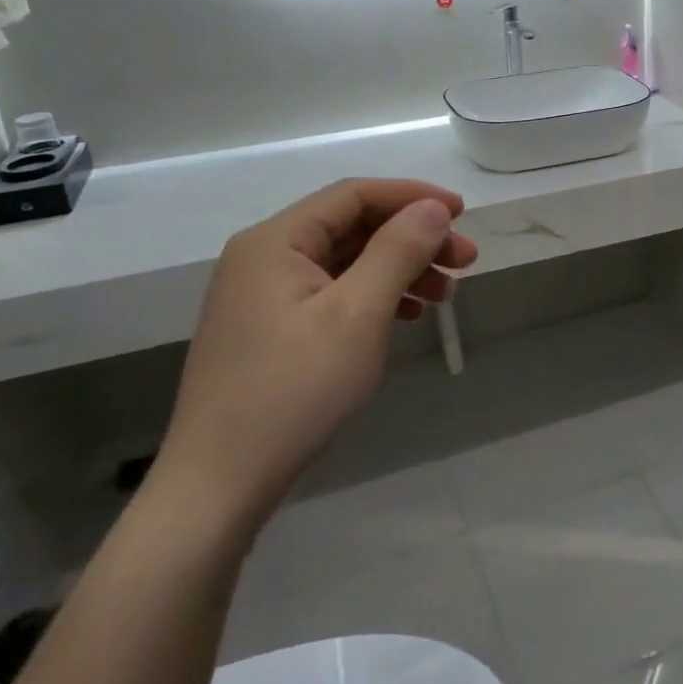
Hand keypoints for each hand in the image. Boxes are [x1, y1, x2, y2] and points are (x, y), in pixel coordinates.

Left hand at [155, 178, 477, 535]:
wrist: (217, 488)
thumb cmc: (293, 392)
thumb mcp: (357, 314)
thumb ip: (398, 251)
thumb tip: (432, 208)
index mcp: (275, 240)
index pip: (354, 194)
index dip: (412, 197)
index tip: (461, 213)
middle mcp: (263, 257)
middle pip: (351, 227)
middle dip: (412, 238)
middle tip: (465, 261)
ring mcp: (261, 297)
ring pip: (344, 262)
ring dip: (398, 269)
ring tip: (444, 295)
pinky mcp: (268, 331)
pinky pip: (330, 294)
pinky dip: (373, 297)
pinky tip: (404, 317)